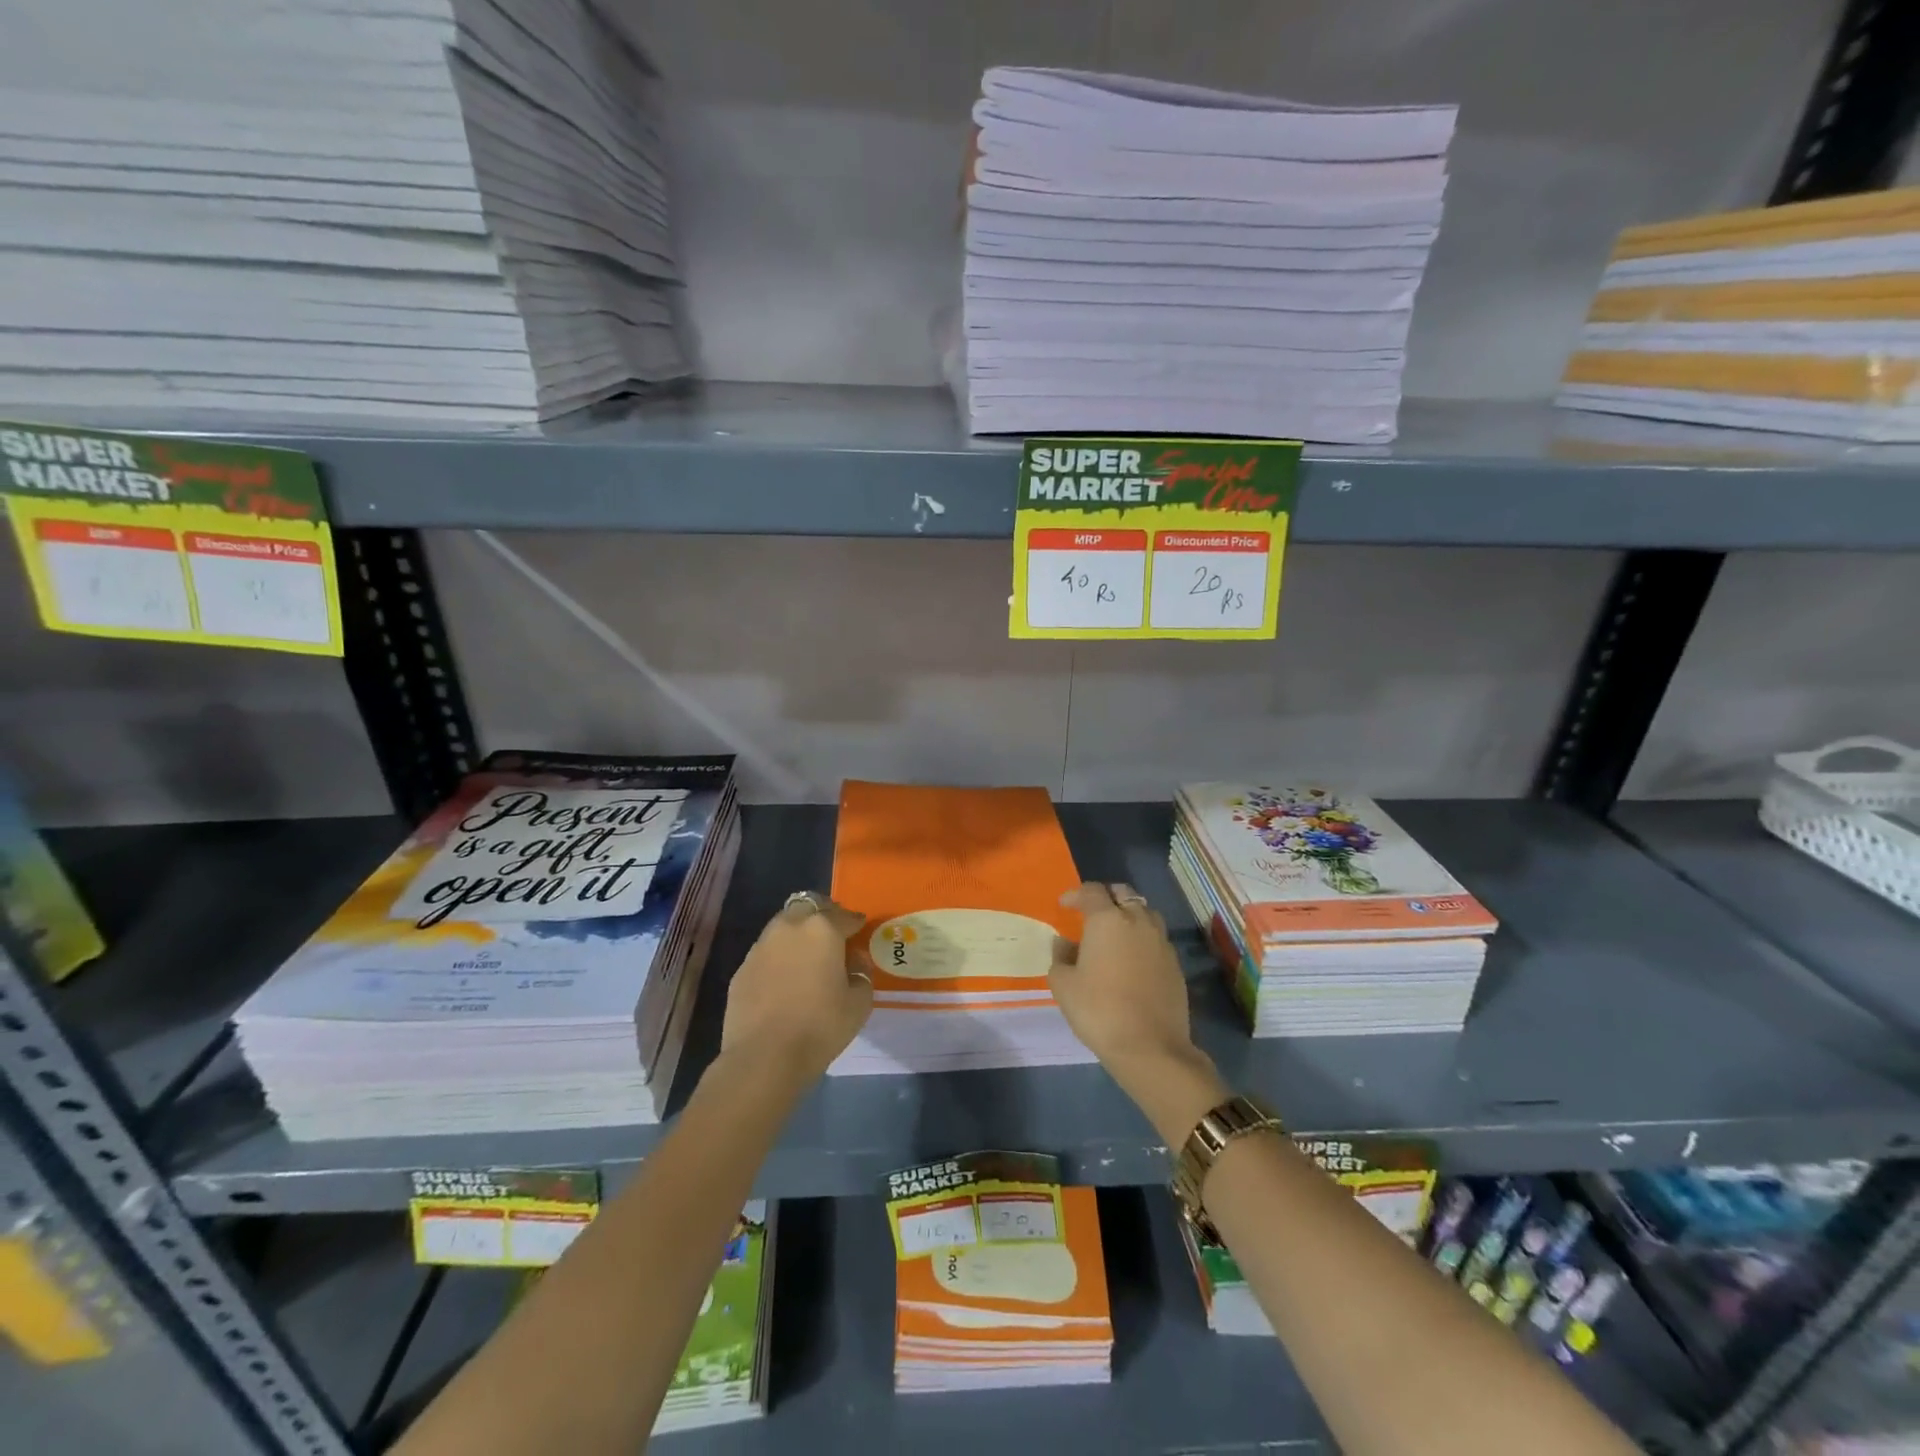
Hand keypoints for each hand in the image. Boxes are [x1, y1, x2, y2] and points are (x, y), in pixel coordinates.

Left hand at [720, 891, 872, 1088]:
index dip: (856, 923)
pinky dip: (779, 957)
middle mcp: (789, 927)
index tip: (860, 931)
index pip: (845, 915)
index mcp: (822, 929)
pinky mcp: (742, 968)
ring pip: (784, 926)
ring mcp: (761, 946)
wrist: (763, 1058)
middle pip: (809, 907)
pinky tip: (785, 980)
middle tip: (833, 937)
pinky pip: (767, 952)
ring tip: (807, 957)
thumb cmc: (820, 1027)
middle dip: (823, 916)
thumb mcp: (859, 1003)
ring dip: (798, 934)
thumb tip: (853, 961)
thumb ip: (862, 973)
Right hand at [1050, 882, 1227, 1146]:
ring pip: (1145, 912)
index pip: (1092, 891)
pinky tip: (1133, 957)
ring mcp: (1161, 941)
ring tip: (1116, 931)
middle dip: (1106, 897)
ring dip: (1129, 914)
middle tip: (1091, 911)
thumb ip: (1060, 957)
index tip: (1065, 905)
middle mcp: (1137, 921)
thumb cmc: (1098, 1010)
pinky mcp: (1175, 963)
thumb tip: (1064, 943)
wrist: (1150, 1047)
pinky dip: (1143, 937)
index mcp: (1107, 920)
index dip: (1076, 894)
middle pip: (1123, 894)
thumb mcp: (1064, 985)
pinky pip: (1157, 937)